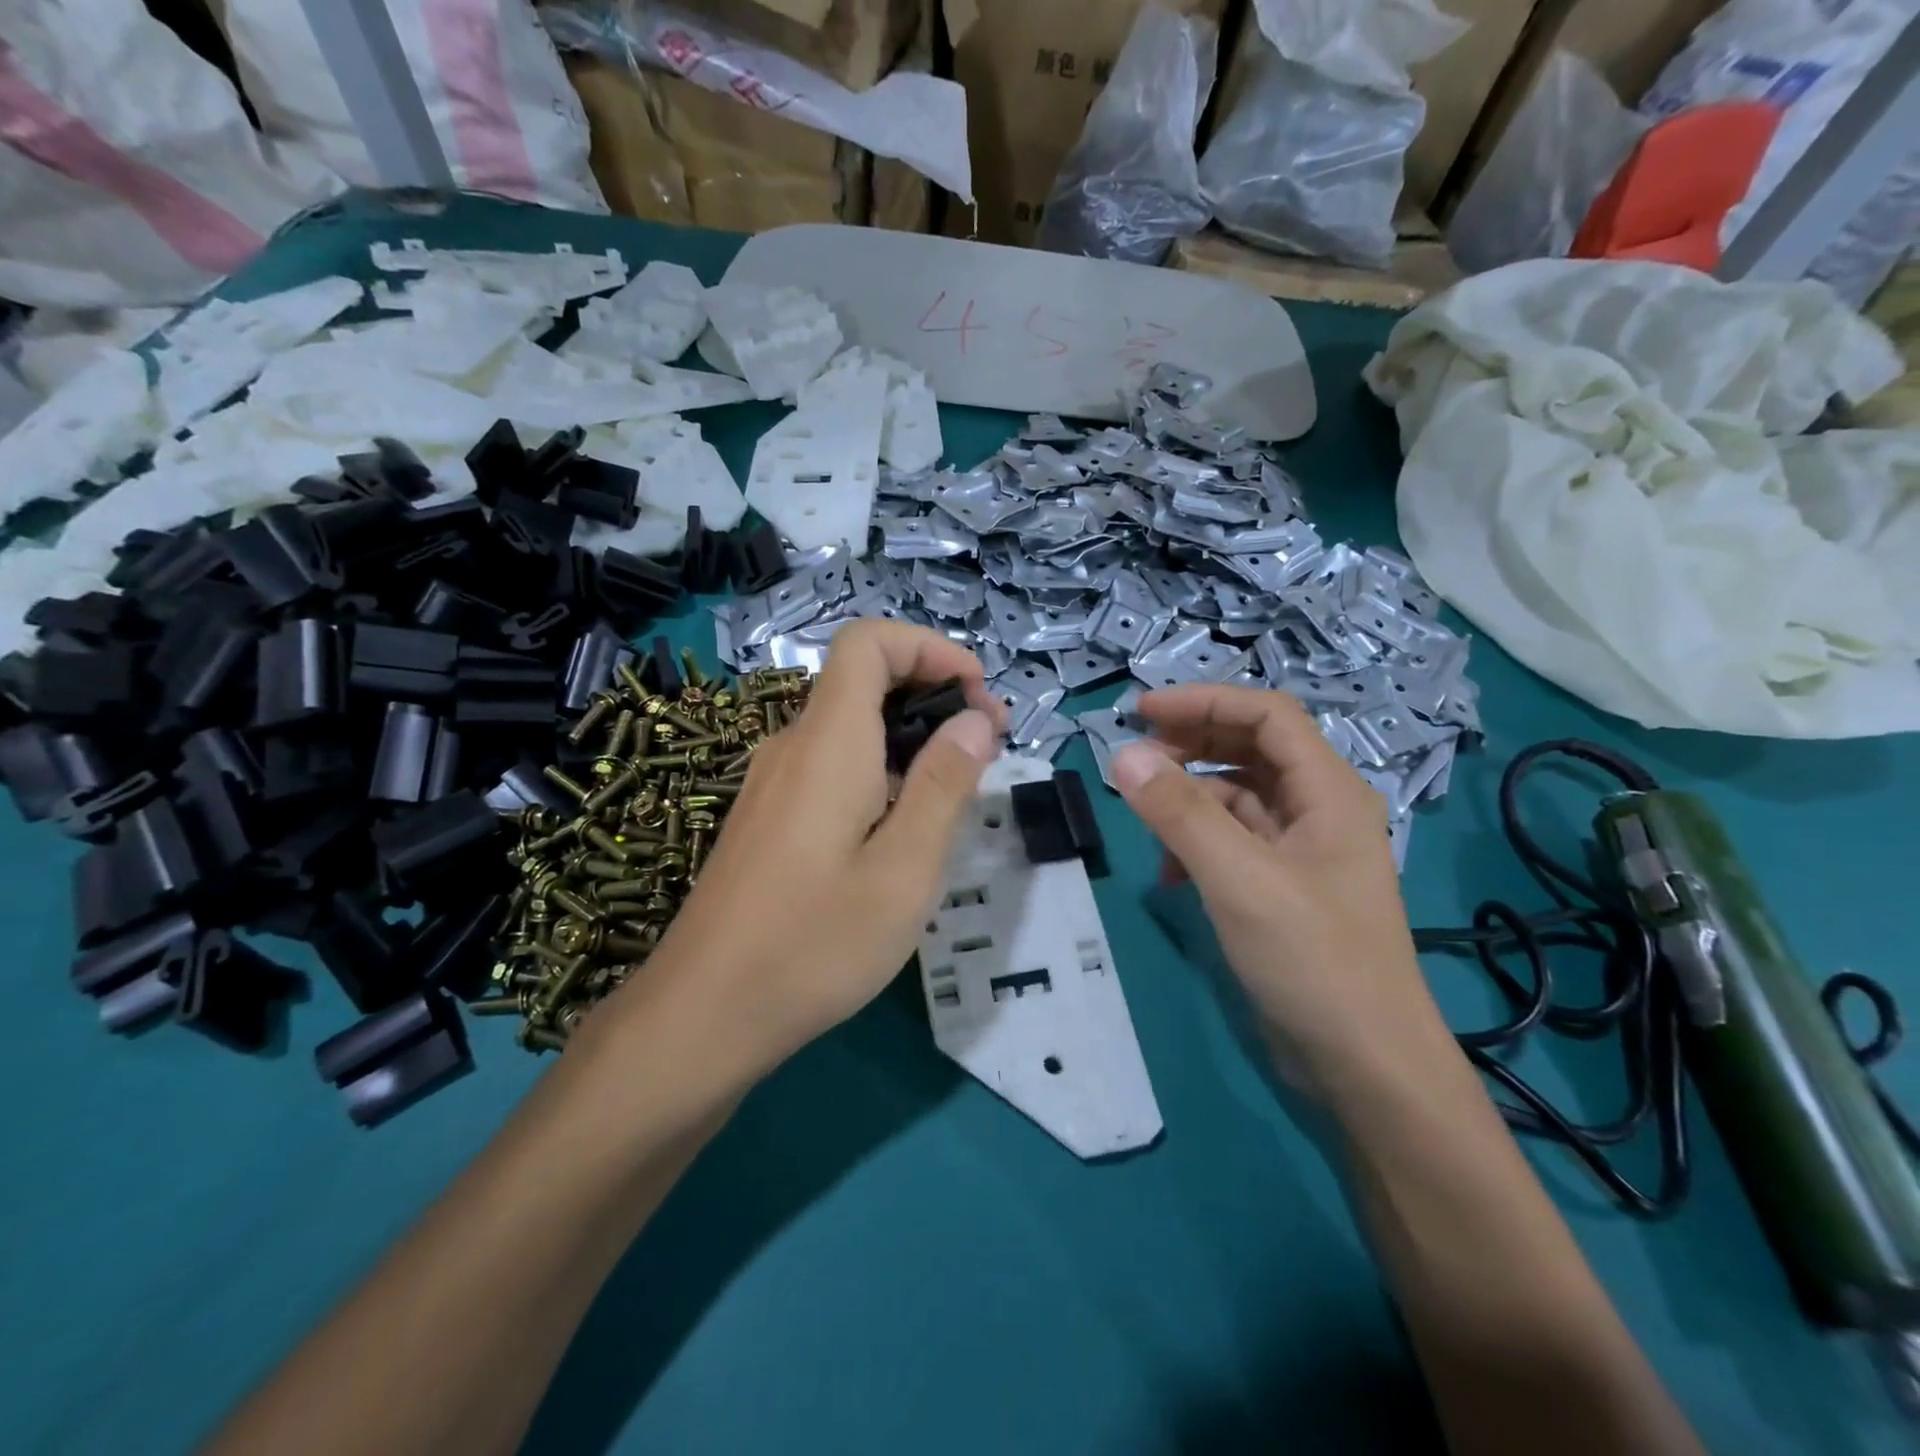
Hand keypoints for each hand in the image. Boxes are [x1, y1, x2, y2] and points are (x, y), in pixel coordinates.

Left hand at [613, 621, 1004, 1076]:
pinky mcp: (768, 818)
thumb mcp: (903, 871)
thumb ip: (942, 785)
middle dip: (932, 694)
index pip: (867, 642)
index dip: (928, 647)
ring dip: (909, 737)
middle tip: (986, 747)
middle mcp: (793, 747)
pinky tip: (901, 830)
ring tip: (956, 792)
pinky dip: (879, 769)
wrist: (702, 1014)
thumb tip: (974, 720)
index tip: (978, 695)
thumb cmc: (813, 943)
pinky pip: (831, 767)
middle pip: (862, 681)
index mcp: (828, 743)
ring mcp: (773, 784)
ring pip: (849, 727)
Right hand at [1110, 686, 1456, 1099]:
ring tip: (1145, 817)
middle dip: (1190, 744)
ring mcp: (1301, 851)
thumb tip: (1123, 755)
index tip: (1140, 712)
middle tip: (1133, 757)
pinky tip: (1168, 875)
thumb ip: (1181, 814)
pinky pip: (1232, 842)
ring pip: (1236, 797)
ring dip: (1189, 798)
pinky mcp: (1282, 887)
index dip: (1204, 702)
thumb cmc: (1314, 961)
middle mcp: (1319, 810)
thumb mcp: (1240, 880)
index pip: (1266, 715)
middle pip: (1250, 749)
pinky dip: (1196, 845)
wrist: (1365, 1067)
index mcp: (1328, 791)